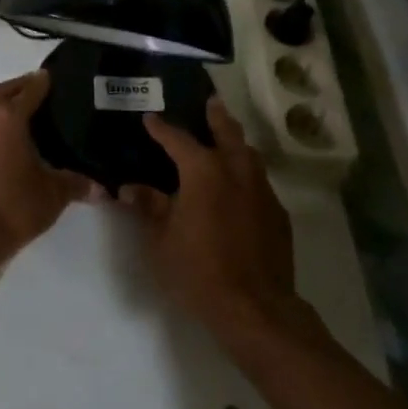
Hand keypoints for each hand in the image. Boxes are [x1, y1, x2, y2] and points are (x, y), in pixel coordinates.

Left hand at [0, 70, 93, 263]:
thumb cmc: (12, 207)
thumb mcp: (52, 195)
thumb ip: (76, 184)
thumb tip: (102, 189)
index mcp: (8, 118)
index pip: (29, 90)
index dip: (42, 82)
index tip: (51, 77)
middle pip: (2, 92)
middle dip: (19, 88)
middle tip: (36, 89)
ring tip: (18, 120)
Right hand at [120, 99, 299, 341]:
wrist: (255, 307)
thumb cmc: (198, 270)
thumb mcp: (160, 240)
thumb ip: (148, 207)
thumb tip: (129, 187)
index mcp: (204, 172)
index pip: (178, 140)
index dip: (162, 128)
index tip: (150, 119)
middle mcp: (236, 172)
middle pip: (227, 132)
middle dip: (216, 116)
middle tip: (210, 101)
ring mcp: (262, 191)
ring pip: (249, 155)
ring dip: (236, 142)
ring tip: (226, 139)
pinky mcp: (278, 214)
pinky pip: (260, 182)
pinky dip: (246, 173)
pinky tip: (239, 187)